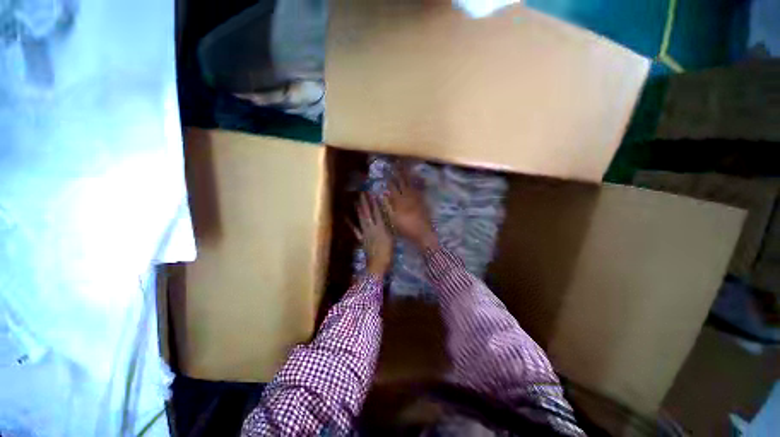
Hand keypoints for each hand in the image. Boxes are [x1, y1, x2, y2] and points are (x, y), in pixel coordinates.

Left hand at [352, 192, 393, 276]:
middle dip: (365, 202)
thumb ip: (389, 225)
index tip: (373, 193)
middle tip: (362, 193)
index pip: (378, 212)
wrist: (378, 264)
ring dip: (358, 209)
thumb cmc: (388, 252)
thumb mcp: (392, 237)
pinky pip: (355, 229)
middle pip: (368, 213)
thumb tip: (388, 214)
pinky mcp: (361, 238)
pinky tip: (346, 217)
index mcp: (381, 227)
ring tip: (356, 200)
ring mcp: (365, 233)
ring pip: (361, 219)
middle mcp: (372, 227)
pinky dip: (350, 223)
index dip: (375, 203)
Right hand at [386, 166, 438, 250]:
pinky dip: (416, 183)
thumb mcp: (394, 219)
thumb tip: (384, 195)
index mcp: (400, 202)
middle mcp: (408, 197)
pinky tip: (415, 179)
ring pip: (411, 184)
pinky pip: (418, 189)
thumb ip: (389, 206)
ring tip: (405, 167)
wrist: (423, 233)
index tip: (387, 172)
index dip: (390, 180)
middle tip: (397, 163)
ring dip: (408, 175)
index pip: (393, 188)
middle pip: (403, 183)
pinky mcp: (422, 201)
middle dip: (399, 173)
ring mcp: (417, 198)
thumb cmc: (406, 229)